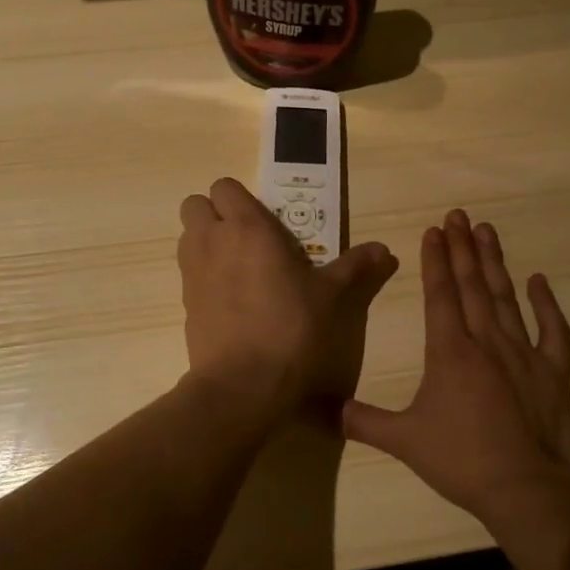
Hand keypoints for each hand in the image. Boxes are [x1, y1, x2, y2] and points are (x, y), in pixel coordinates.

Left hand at [177, 178, 397, 417]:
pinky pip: (189, 273)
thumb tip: (385, 250)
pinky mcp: (184, 304)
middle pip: (195, 204)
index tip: (266, 220)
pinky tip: (233, 300)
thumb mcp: (333, 297)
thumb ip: (357, 268)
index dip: (241, 198)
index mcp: (247, 227)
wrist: (243, 384)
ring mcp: (192, 273)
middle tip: (248, 238)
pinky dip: (204, 276)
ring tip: (240, 267)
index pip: (224, 186)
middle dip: (215, 213)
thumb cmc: (292, 328)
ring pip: (187, 237)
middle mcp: (212, 241)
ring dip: (206, 241)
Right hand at [343, 210, 569, 521]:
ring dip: (495, 263)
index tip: (435, 230)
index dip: (436, 260)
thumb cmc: (462, 460)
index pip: (441, 294)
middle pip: (472, 285)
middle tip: (459, 215)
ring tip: (488, 231)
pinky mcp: (554, 371)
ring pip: (506, 297)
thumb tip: (321, 410)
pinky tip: (538, 281)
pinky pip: (552, 330)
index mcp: (450, 352)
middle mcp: (487, 342)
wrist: (527, 488)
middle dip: (463, 248)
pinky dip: (546, 304)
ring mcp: (524, 353)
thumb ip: (362, 422)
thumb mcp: (404, 441)